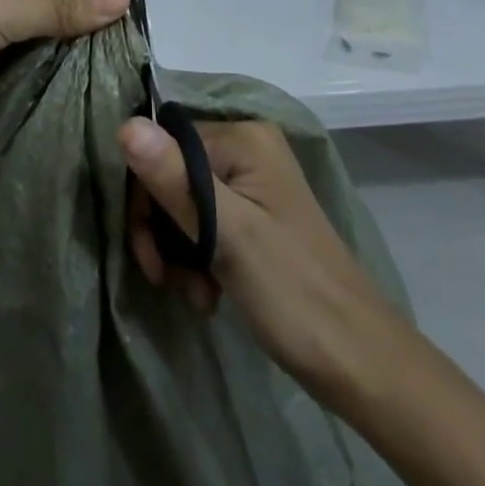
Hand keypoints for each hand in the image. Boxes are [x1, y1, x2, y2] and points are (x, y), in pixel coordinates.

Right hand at [121, 117, 392, 397]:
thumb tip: (124, 125)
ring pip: (186, 201)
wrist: (359, 360)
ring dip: (180, 250)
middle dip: (164, 229)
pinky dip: (200, 257)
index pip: (163, 146)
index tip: (148, 256)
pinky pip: (208, 221)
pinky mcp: (257, 214)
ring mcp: (254, 181)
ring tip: (196, 293)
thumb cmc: (292, 291)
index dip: (145, 198)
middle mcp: (247, 146)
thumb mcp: (227, 234)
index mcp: (243, 137)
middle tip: (166, 279)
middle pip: (173, 172)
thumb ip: (174, 179)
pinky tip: (209, 294)